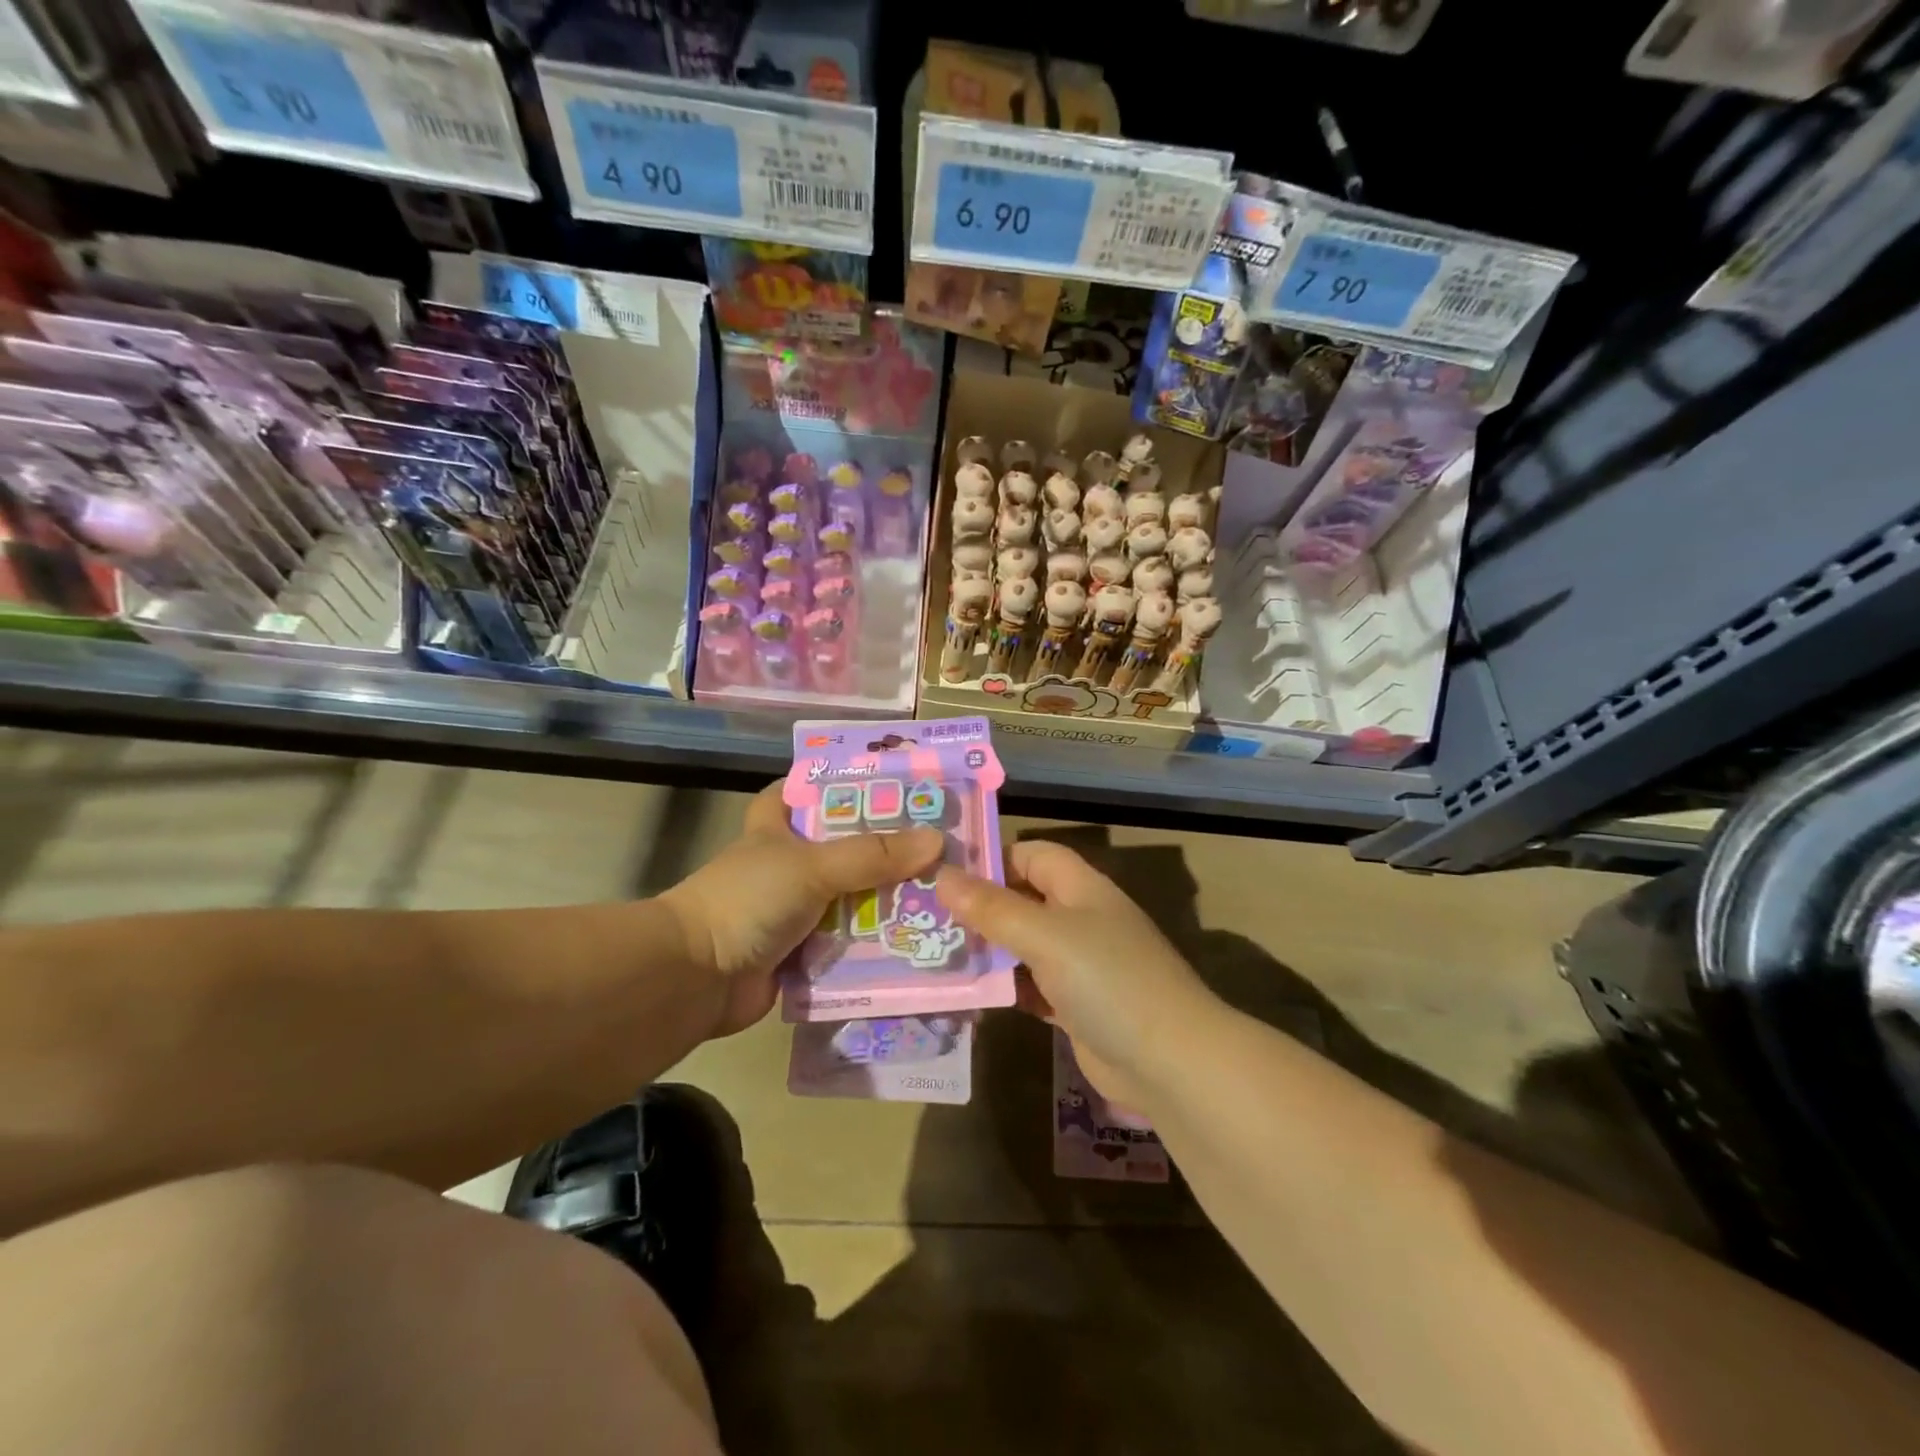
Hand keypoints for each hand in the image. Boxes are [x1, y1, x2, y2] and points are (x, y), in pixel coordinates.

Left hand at [664, 783, 943, 1037]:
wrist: (696, 979)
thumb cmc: (748, 901)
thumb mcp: (812, 866)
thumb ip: (872, 855)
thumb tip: (936, 841)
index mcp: (776, 829)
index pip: (802, 791)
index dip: (836, 784)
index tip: (885, 782)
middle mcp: (787, 866)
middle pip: (843, 849)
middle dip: (885, 849)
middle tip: (941, 843)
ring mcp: (795, 912)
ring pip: (851, 899)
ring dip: (888, 901)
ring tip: (947, 892)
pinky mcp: (803, 953)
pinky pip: (849, 944)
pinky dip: (877, 945)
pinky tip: (921, 939)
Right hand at [935, 841, 1220, 1109]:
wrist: (1169, 1063)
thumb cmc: (1108, 981)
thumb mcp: (1045, 936)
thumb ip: (993, 908)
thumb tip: (942, 875)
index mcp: (1081, 888)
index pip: (1032, 855)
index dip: (992, 859)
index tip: (944, 875)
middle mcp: (1080, 919)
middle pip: (1023, 900)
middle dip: (980, 908)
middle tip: (925, 918)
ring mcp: (1079, 965)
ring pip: (1023, 946)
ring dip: (988, 951)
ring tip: (934, 955)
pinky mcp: (1075, 1005)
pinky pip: (1030, 986)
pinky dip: (1005, 988)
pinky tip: (970, 996)